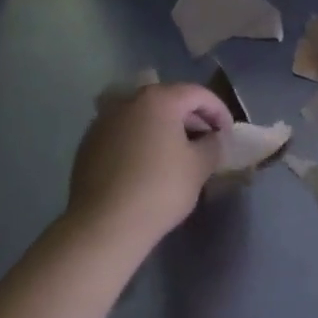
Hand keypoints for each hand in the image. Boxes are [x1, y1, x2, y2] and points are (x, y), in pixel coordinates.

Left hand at [66, 83, 231, 248]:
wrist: (105, 224)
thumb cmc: (160, 188)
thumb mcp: (200, 166)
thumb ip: (214, 144)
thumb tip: (214, 138)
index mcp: (158, 99)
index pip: (198, 94)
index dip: (219, 111)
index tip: (228, 134)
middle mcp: (128, 101)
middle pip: (168, 101)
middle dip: (192, 119)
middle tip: (207, 143)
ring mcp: (103, 121)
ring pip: (144, 117)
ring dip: (165, 129)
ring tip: (179, 154)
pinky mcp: (89, 143)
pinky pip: (124, 133)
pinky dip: (141, 141)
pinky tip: (149, 165)